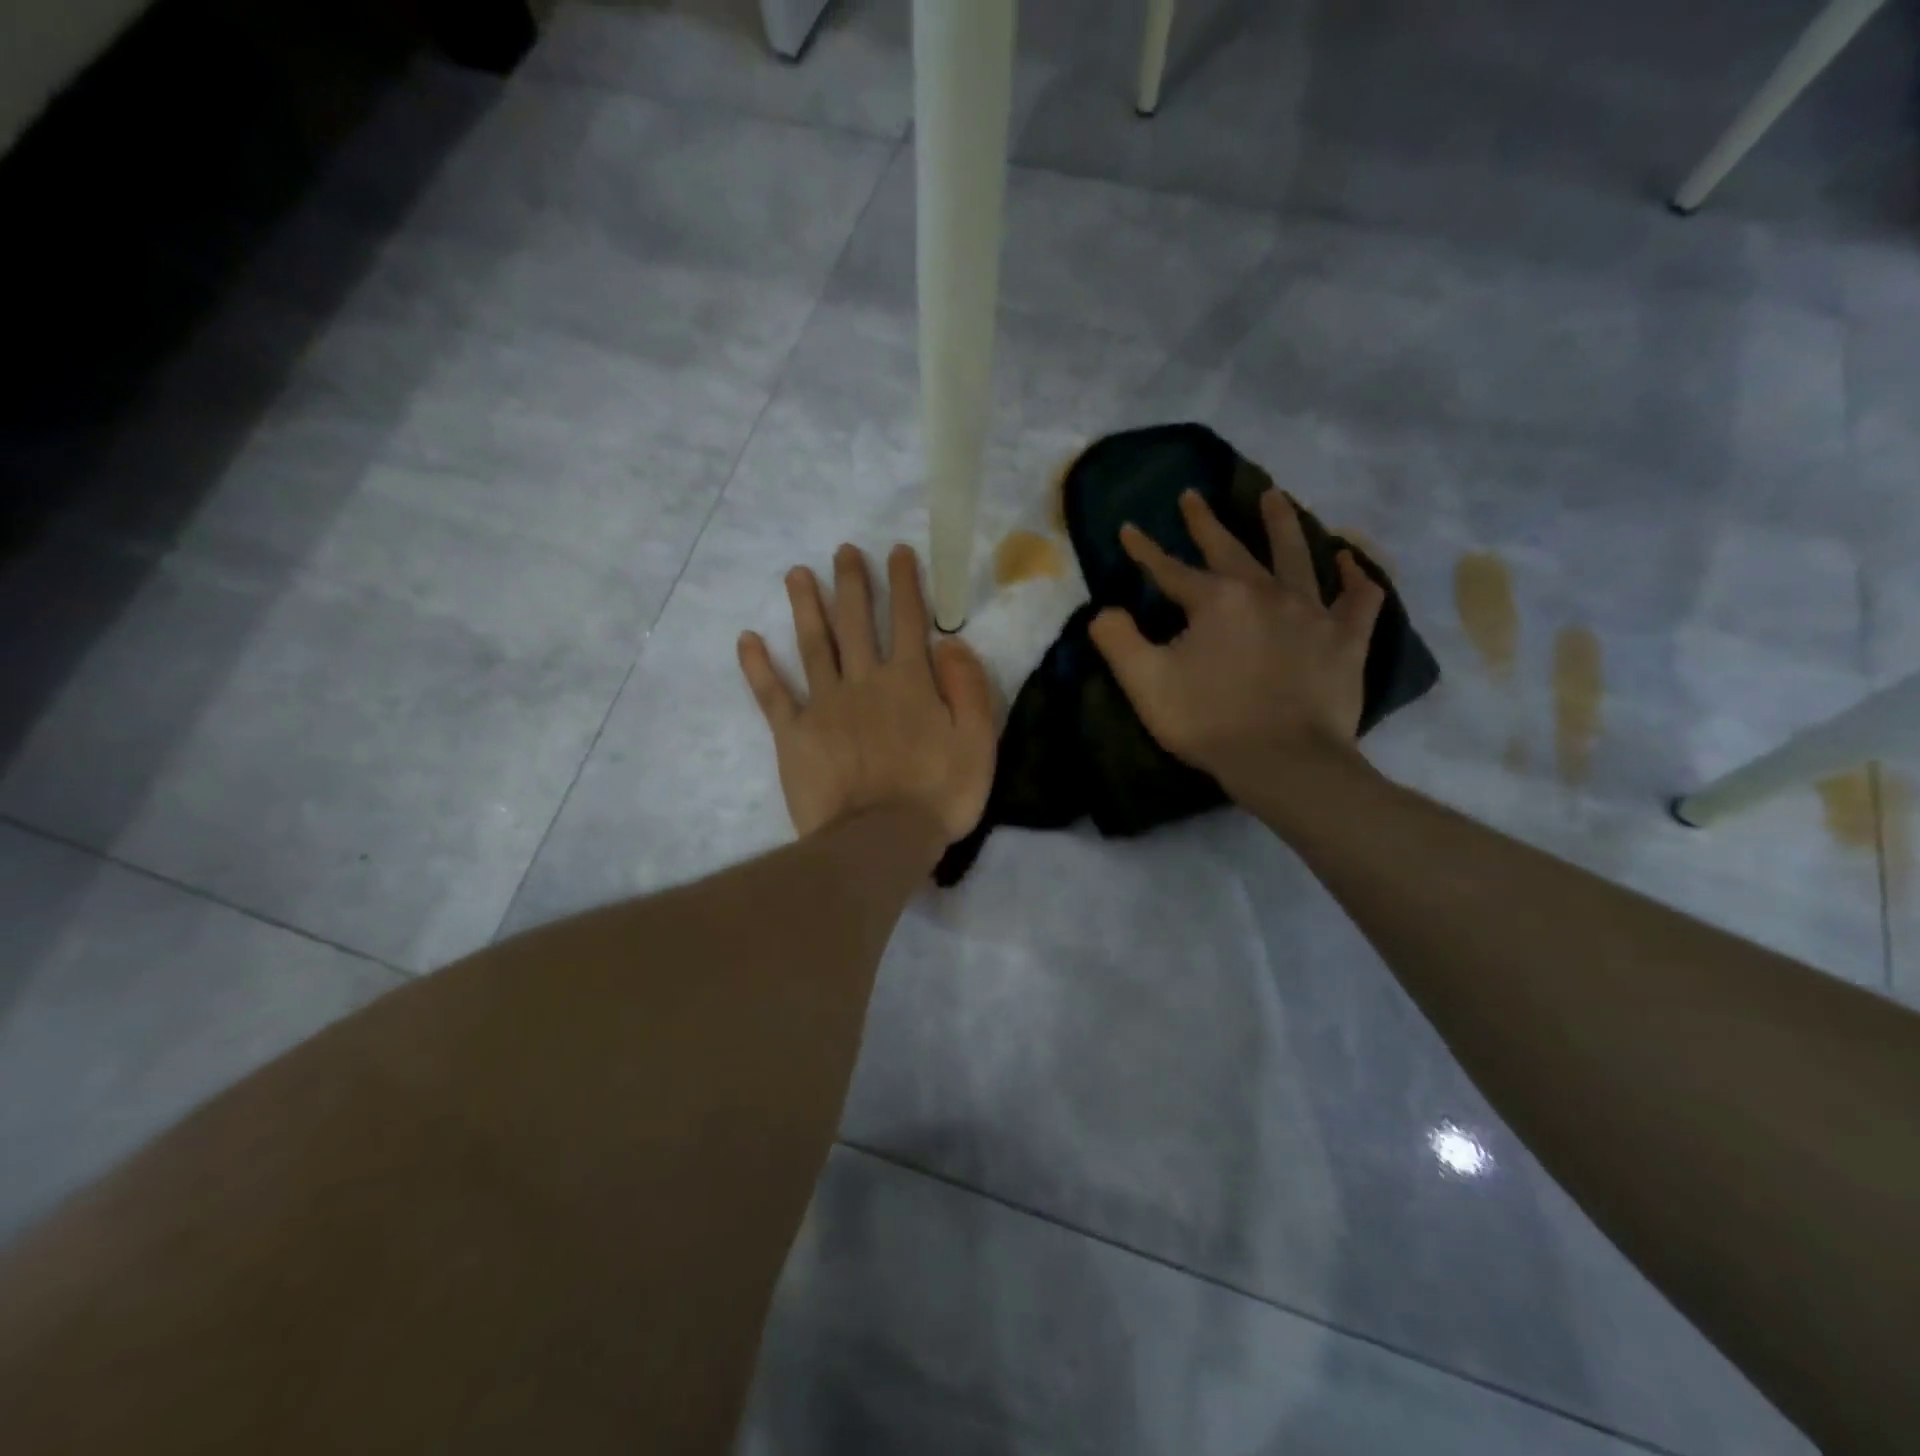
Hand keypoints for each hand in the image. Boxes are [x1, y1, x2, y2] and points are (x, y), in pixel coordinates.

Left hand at [738, 543, 996, 844]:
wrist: (880, 840)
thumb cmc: (938, 794)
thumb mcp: (979, 741)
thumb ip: (969, 688)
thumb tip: (950, 643)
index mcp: (909, 682)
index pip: (908, 621)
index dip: (904, 583)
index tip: (896, 551)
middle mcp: (864, 681)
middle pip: (855, 622)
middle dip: (851, 583)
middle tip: (843, 551)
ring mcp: (824, 705)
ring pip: (813, 645)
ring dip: (805, 607)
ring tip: (796, 574)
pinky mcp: (794, 733)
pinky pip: (772, 694)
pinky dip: (758, 667)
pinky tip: (747, 639)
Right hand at [1088, 488, 1384, 801]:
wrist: (1284, 762)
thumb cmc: (1209, 722)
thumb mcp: (1145, 683)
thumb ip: (1117, 640)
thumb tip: (1104, 611)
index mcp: (1215, 601)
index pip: (1170, 569)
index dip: (1145, 551)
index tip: (1129, 529)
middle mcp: (1265, 592)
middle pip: (1230, 548)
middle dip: (1206, 522)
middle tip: (1193, 495)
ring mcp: (1311, 612)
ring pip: (1297, 555)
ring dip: (1282, 522)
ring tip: (1274, 495)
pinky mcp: (1345, 639)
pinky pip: (1358, 598)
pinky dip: (1356, 575)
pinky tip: (1350, 558)